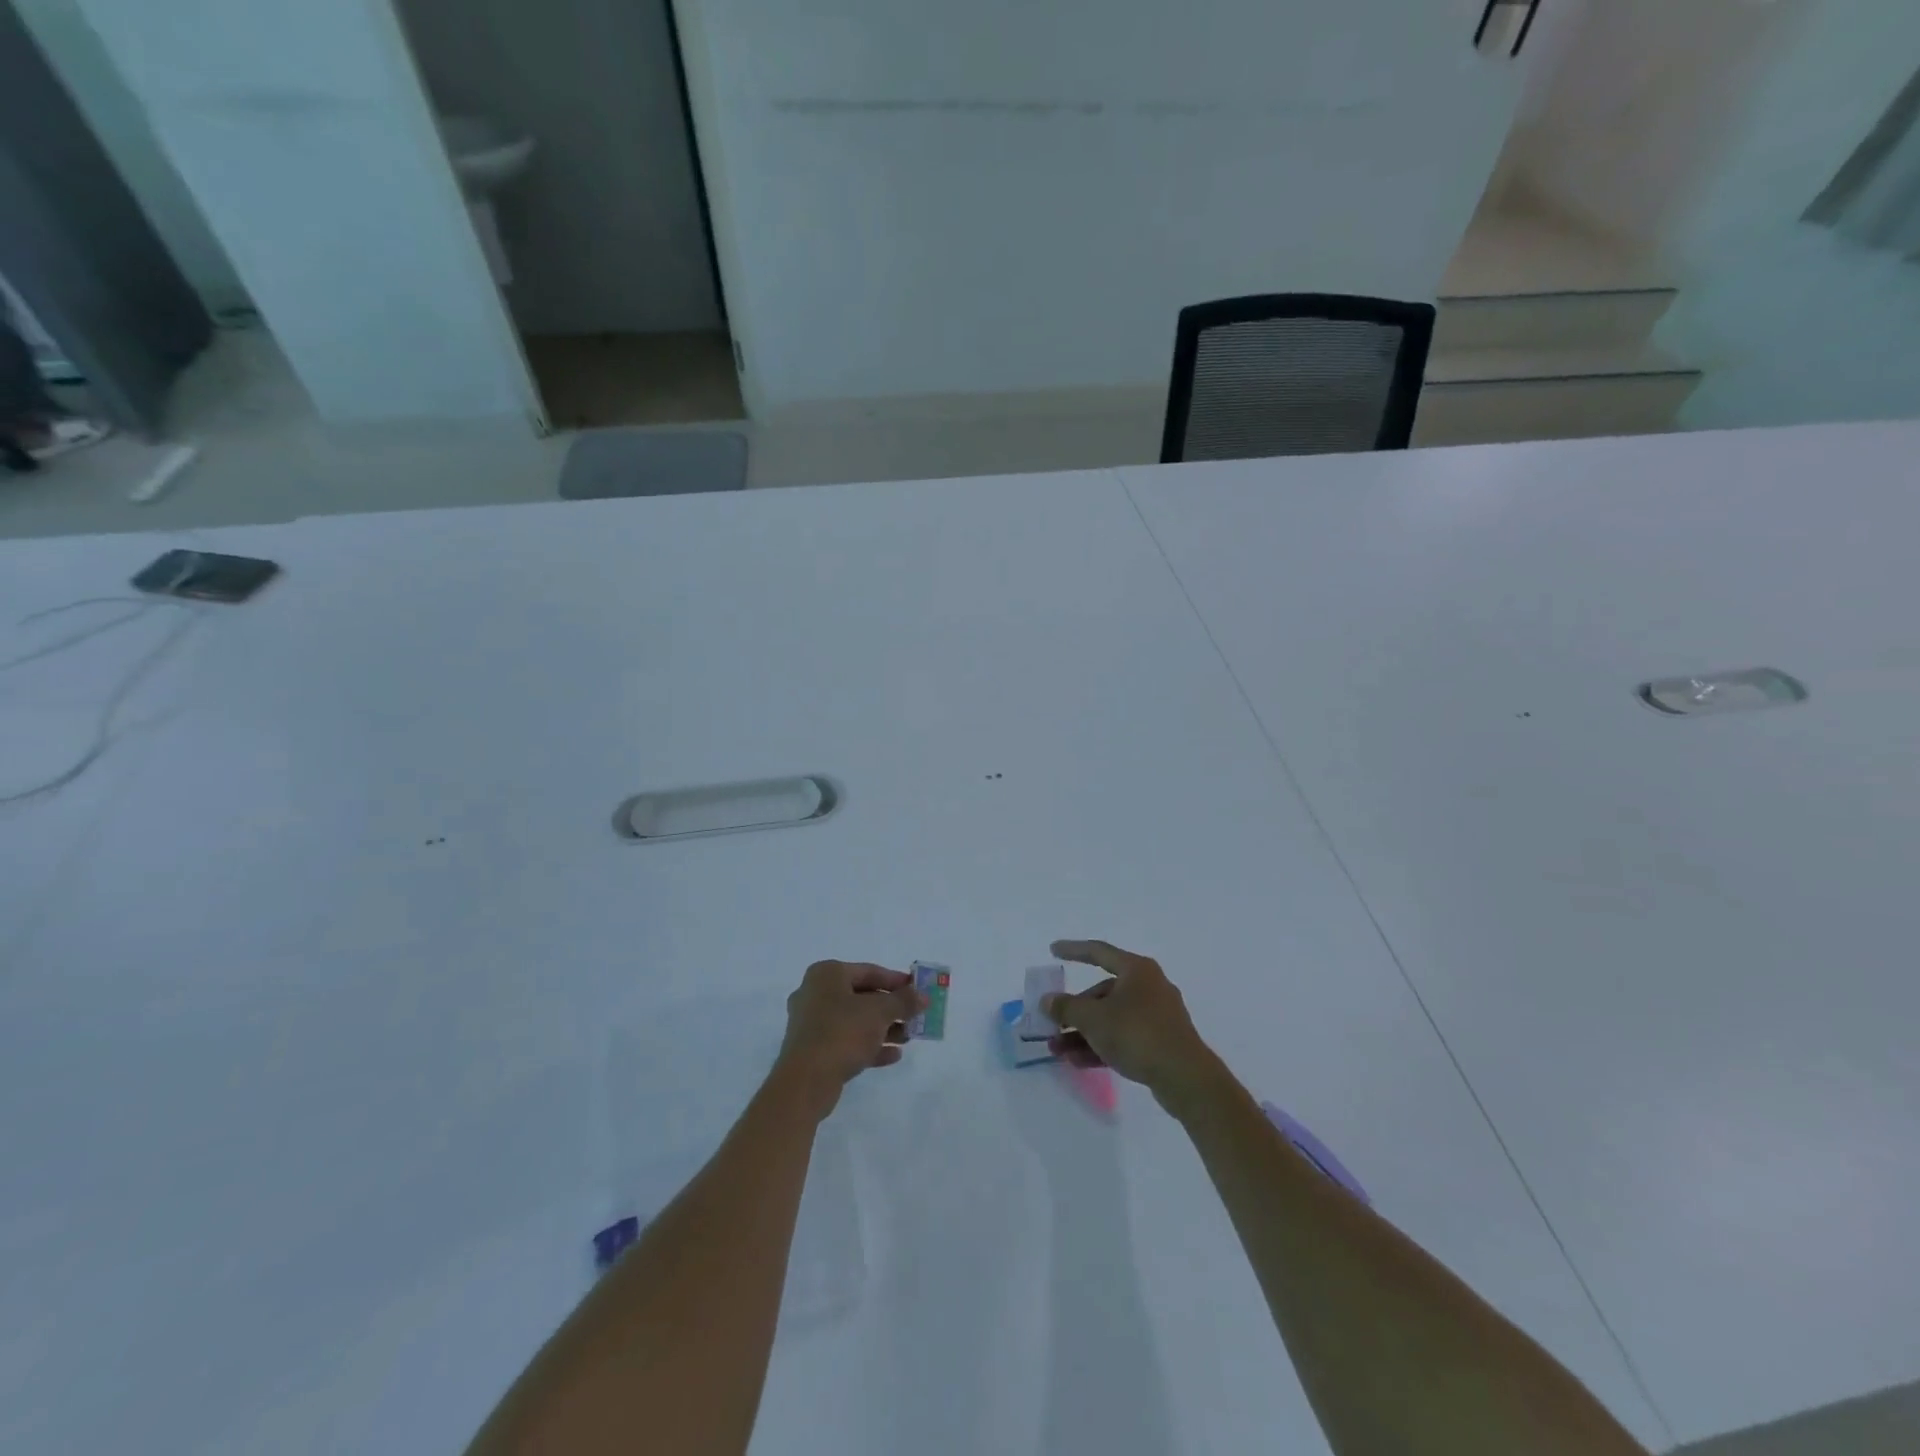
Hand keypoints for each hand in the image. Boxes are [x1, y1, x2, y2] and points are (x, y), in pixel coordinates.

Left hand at [773, 961, 920, 1116]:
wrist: (805, 1081)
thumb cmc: (842, 1032)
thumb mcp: (879, 1012)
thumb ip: (903, 1001)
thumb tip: (923, 996)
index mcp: (827, 974)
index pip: (869, 971)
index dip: (896, 981)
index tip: (917, 990)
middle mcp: (815, 994)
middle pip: (862, 997)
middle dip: (891, 1008)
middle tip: (914, 1016)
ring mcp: (812, 1024)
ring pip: (855, 1021)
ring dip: (883, 1029)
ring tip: (908, 1038)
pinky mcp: (813, 1051)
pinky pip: (846, 1042)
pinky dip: (869, 1046)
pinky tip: (893, 1055)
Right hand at [1043, 940, 1223, 1109]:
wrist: (1185, 1077)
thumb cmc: (1136, 1033)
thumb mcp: (1093, 1019)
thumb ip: (1066, 1007)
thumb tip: (1048, 1001)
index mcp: (1136, 969)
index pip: (1098, 952)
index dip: (1073, 950)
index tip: (1052, 950)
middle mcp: (1148, 986)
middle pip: (1102, 993)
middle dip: (1074, 1011)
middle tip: (1052, 1024)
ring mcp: (1157, 1015)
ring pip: (1111, 1018)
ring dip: (1083, 1033)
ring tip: (1058, 1050)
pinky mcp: (1160, 1041)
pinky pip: (1123, 1037)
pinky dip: (1101, 1045)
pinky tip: (1078, 1062)